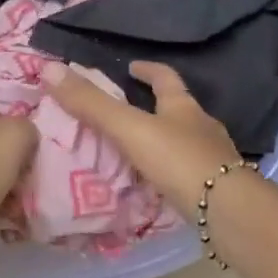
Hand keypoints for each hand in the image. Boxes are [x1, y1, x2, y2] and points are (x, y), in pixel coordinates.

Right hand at [43, 60, 240, 220]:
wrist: (227, 210)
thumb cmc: (179, 160)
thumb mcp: (130, 129)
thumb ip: (92, 105)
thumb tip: (49, 70)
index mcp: (184, 107)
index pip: (166, 79)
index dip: (148, 70)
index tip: (132, 67)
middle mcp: (203, 128)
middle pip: (179, 110)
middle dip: (157, 108)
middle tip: (129, 112)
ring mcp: (213, 159)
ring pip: (185, 143)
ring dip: (164, 143)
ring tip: (138, 152)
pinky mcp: (216, 189)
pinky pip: (188, 174)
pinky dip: (171, 174)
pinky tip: (157, 186)